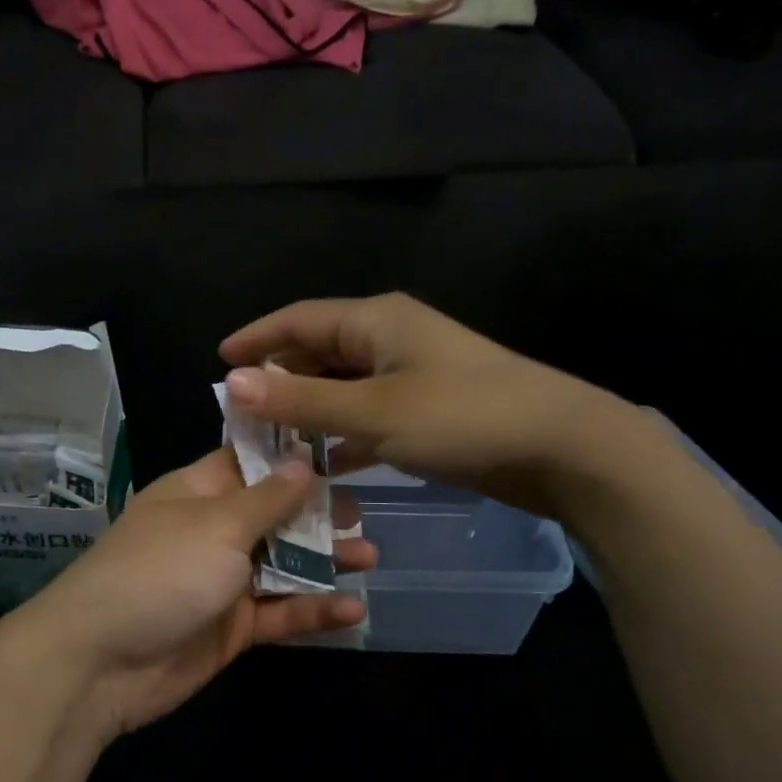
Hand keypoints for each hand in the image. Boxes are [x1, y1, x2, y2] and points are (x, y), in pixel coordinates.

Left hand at [12, 448, 374, 738]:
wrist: (100, 662)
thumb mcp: (218, 525)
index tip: (341, 450)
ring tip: (370, 558)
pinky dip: (312, 611)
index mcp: (199, 493)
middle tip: (362, 515)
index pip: (250, 462)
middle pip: (274, 514)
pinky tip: (352, 609)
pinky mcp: (231, 628)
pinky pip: (278, 613)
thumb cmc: (160, 571)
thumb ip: (268, 498)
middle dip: (318, 513)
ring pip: (283, 564)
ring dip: (324, 562)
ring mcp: (222, 581)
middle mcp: (212, 532)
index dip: (292, 456)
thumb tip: (303, 460)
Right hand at [220, 293, 641, 514]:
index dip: (257, 337)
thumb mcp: (373, 411)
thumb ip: (301, 401)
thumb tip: (233, 383)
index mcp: (376, 322)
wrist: (562, 448)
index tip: (220, 362)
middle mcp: (392, 339)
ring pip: (344, 386)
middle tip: (242, 414)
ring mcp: (414, 374)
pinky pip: (370, 414)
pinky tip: (325, 462)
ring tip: (272, 440)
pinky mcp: (430, 409)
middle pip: (319, 351)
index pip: (299, 319)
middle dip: (280, 379)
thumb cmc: (462, 418)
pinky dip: (344, 434)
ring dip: (309, 411)